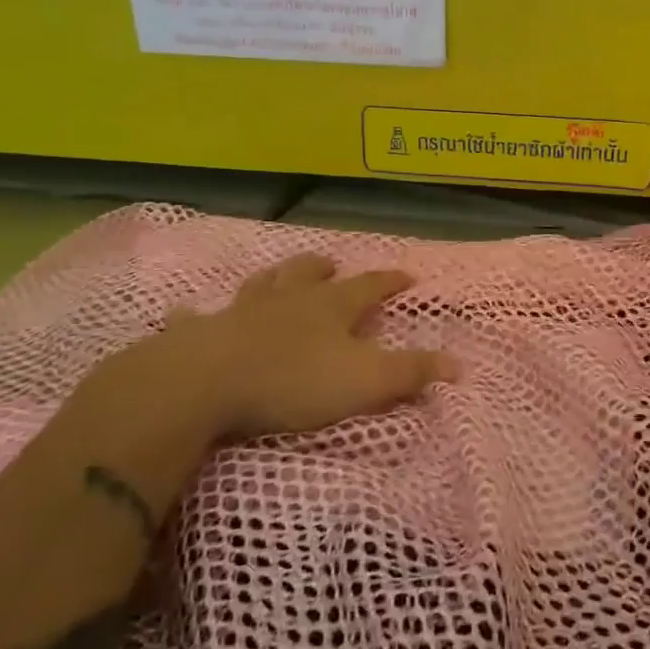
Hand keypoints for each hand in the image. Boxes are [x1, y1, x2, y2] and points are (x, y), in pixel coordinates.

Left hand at [73, 252, 459, 451]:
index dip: (390, 281)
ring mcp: (239, 312)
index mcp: (329, 308)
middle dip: (325, 269)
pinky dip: (197, 316)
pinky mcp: (198, 334)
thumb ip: (411, 373)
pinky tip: (189, 313)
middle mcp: (287, 301)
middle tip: (334, 265)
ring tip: (280, 275)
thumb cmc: (292, 380)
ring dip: (275, 278)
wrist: (204, 383)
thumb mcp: (365, 381)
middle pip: (309, 275)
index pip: (369, 287)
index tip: (408, 275)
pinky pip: (197, 319)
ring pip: (262, 285)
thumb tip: (460, 364)